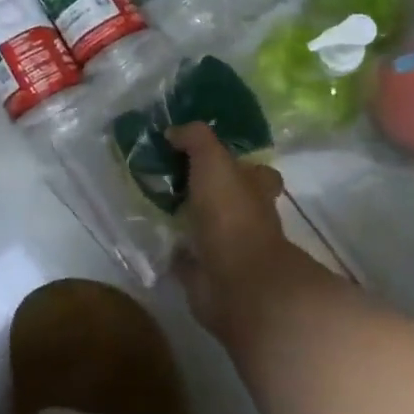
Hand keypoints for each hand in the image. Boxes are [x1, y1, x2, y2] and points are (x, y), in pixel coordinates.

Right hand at [168, 123, 299, 341]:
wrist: (236, 281)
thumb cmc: (231, 214)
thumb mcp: (214, 161)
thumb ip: (196, 139)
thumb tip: (174, 131)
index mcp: (256, 190)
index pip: (257, 172)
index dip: (241, 165)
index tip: (213, 158)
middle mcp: (249, 220)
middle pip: (232, 201)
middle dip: (210, 194)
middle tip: (175, 180)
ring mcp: (231, 251)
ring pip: (211, 229)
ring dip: (191, 222)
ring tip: (158, 205)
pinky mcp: (210, 276)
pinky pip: (190, 259)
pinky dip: (177, 253)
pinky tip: (157, 240)